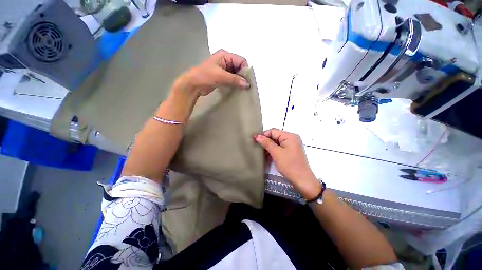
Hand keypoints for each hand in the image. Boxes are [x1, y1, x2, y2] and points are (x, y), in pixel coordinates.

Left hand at [174, 49, 249, 96]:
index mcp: (225, 55)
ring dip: (239, 81)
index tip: (248, 82)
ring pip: (236, 74)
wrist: (193, 85)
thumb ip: (235, 80)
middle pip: (239, 67)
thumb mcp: (221, 76)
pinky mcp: (222, 77)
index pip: (241, 61)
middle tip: (246, 87)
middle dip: (243, 76)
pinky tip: (237, 89)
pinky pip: (232, 79)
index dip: (245, 71)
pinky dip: (235, 83)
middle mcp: (225, 60)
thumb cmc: (205, 76)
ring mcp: (224, 69)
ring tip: (243, 89)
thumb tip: (247, 85)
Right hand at [255, 128, 320, 197]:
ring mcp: (292, 144)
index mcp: (290, 136)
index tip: (255, 141)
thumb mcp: (276, 153)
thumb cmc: (289, 165)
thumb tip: (257, 136)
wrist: (302, 180)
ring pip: (277, 142)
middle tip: (258, 148)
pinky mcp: (292, 150)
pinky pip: (280, 147)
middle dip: (266, 142)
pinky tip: (269, 155)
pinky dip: (274, 150)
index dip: (264, 135)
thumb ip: (266, 143)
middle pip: (275, 136)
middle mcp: (292, 138)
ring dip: (270, 147)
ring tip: (262, 153)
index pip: (273, 131)